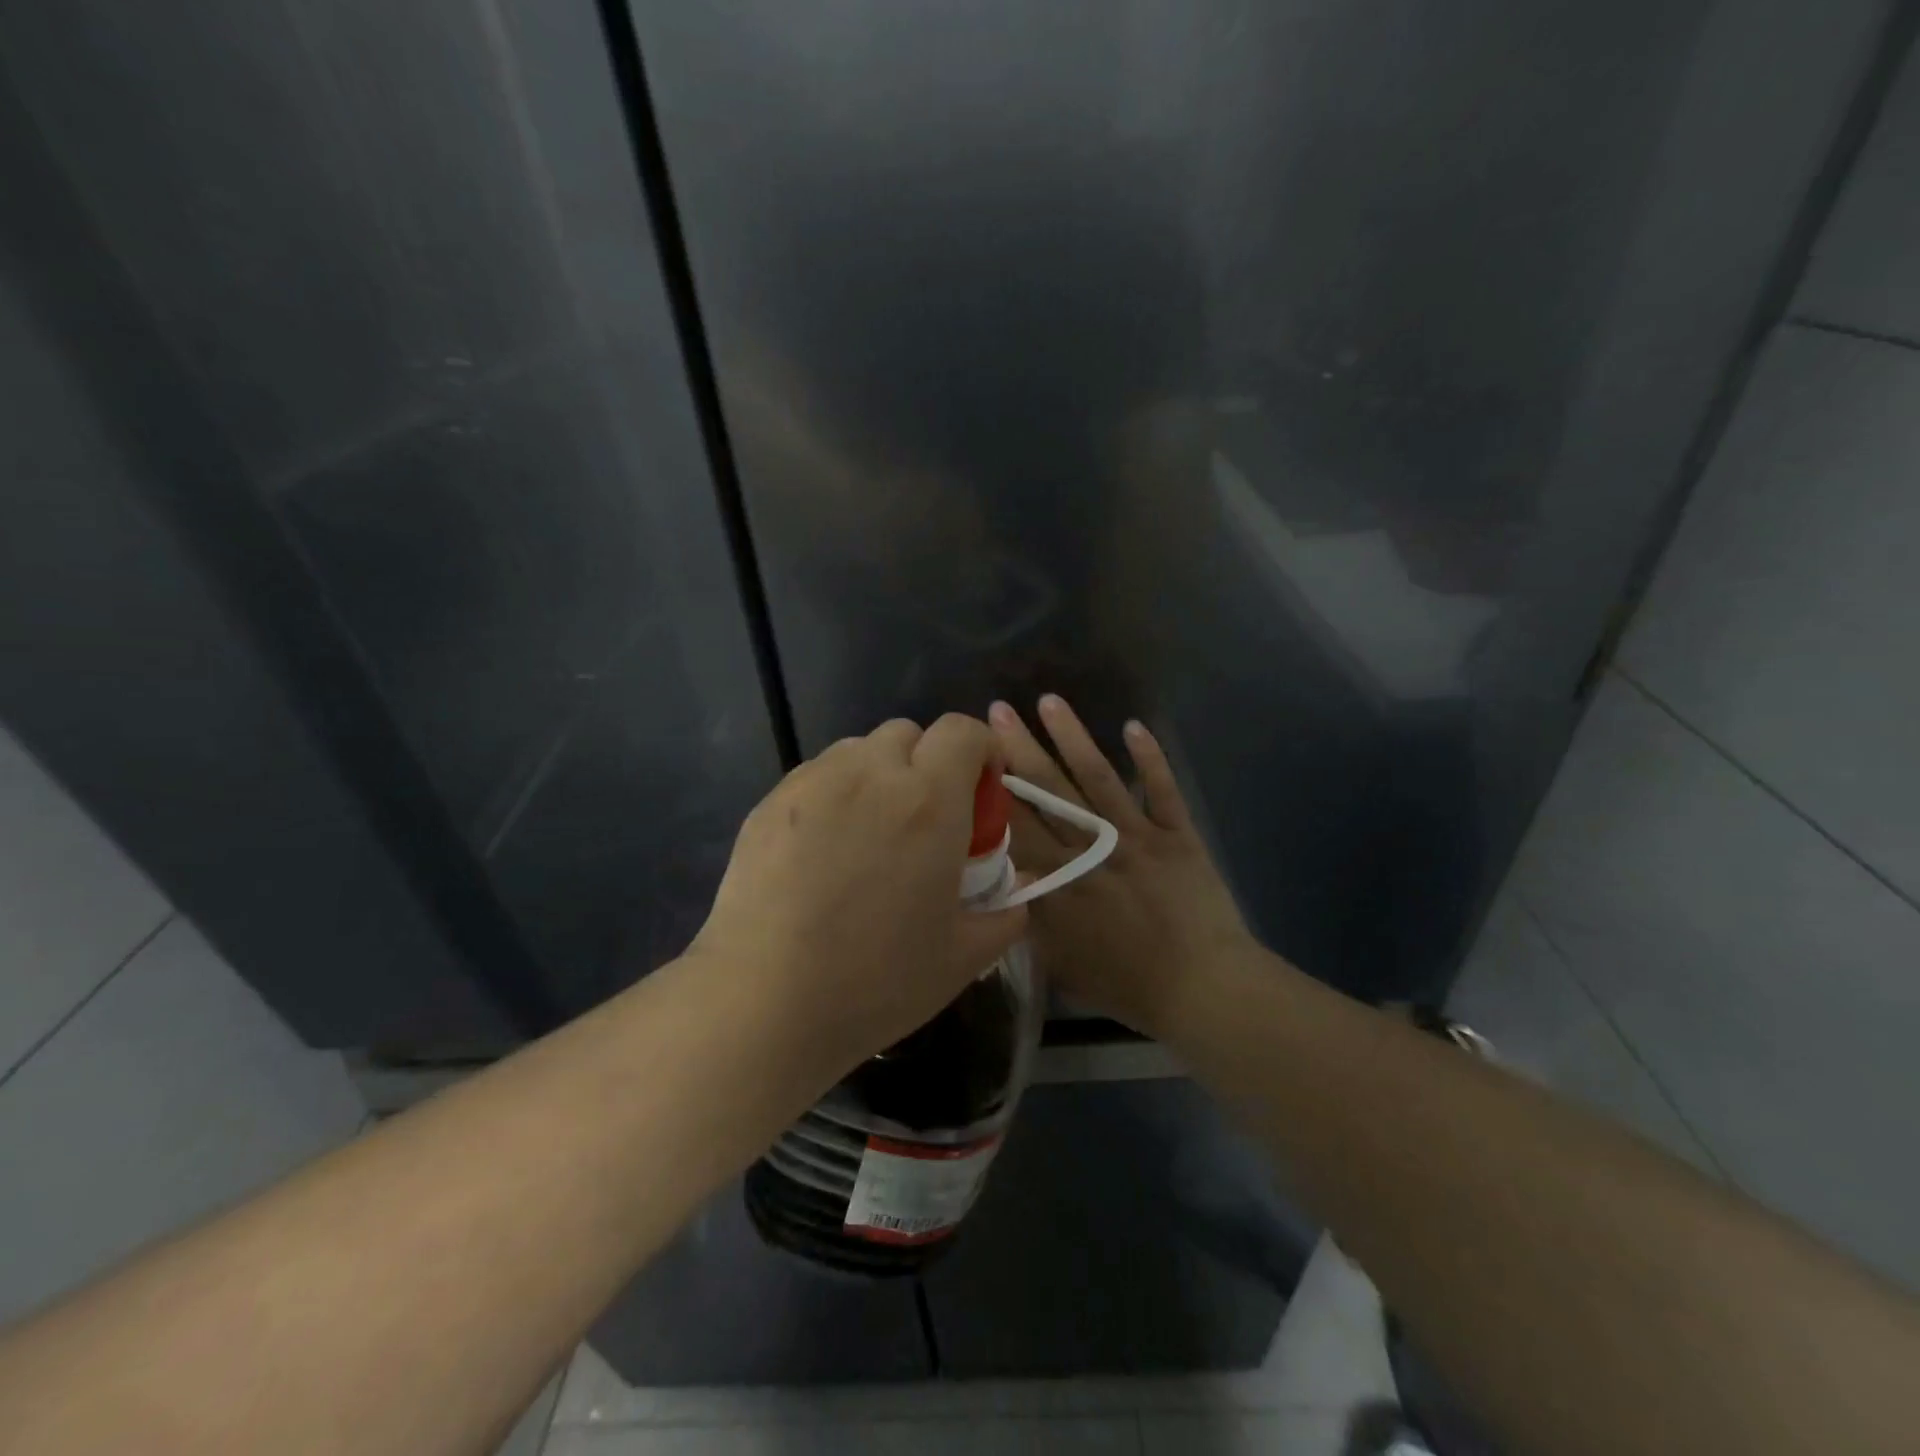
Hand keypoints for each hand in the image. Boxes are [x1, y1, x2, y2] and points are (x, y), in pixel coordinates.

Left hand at [689, 714, 1028, 1075]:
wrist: (764, 1001)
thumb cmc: (876, 980)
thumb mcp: (962, 957)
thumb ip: (1005, 914)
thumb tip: (1018, 893)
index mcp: (929, 800)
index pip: (962, 731)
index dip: (980, 750)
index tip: (982, 791)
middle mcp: (871, 773)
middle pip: (909, 734)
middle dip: (927, 763)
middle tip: (925, 821)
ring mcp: (813, 782)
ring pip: (859, 751)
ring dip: (879, 775)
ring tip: (870, 835)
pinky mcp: (770, 802)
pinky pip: (817, 777)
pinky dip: (835, 794)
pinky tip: (823, 852)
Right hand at [989, 696, 1258, 1036]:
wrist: (1201, 989)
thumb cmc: (1126, 984)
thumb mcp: (1059, 963)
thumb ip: (1028, 920)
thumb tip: (1001, 885)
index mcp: (1059, 880)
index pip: (1016, 824)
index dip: (993, 787)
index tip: (972, 755)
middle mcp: (1091, 848)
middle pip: (1049, 790)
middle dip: (1019, 748)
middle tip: (997, 710)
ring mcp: (1137, 837)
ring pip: (1098, 778)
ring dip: (1074, 737)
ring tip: (1050, 700)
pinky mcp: (1176, 834)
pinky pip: (1162, 790)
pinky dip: (1150, 758)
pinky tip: (1134, 725)